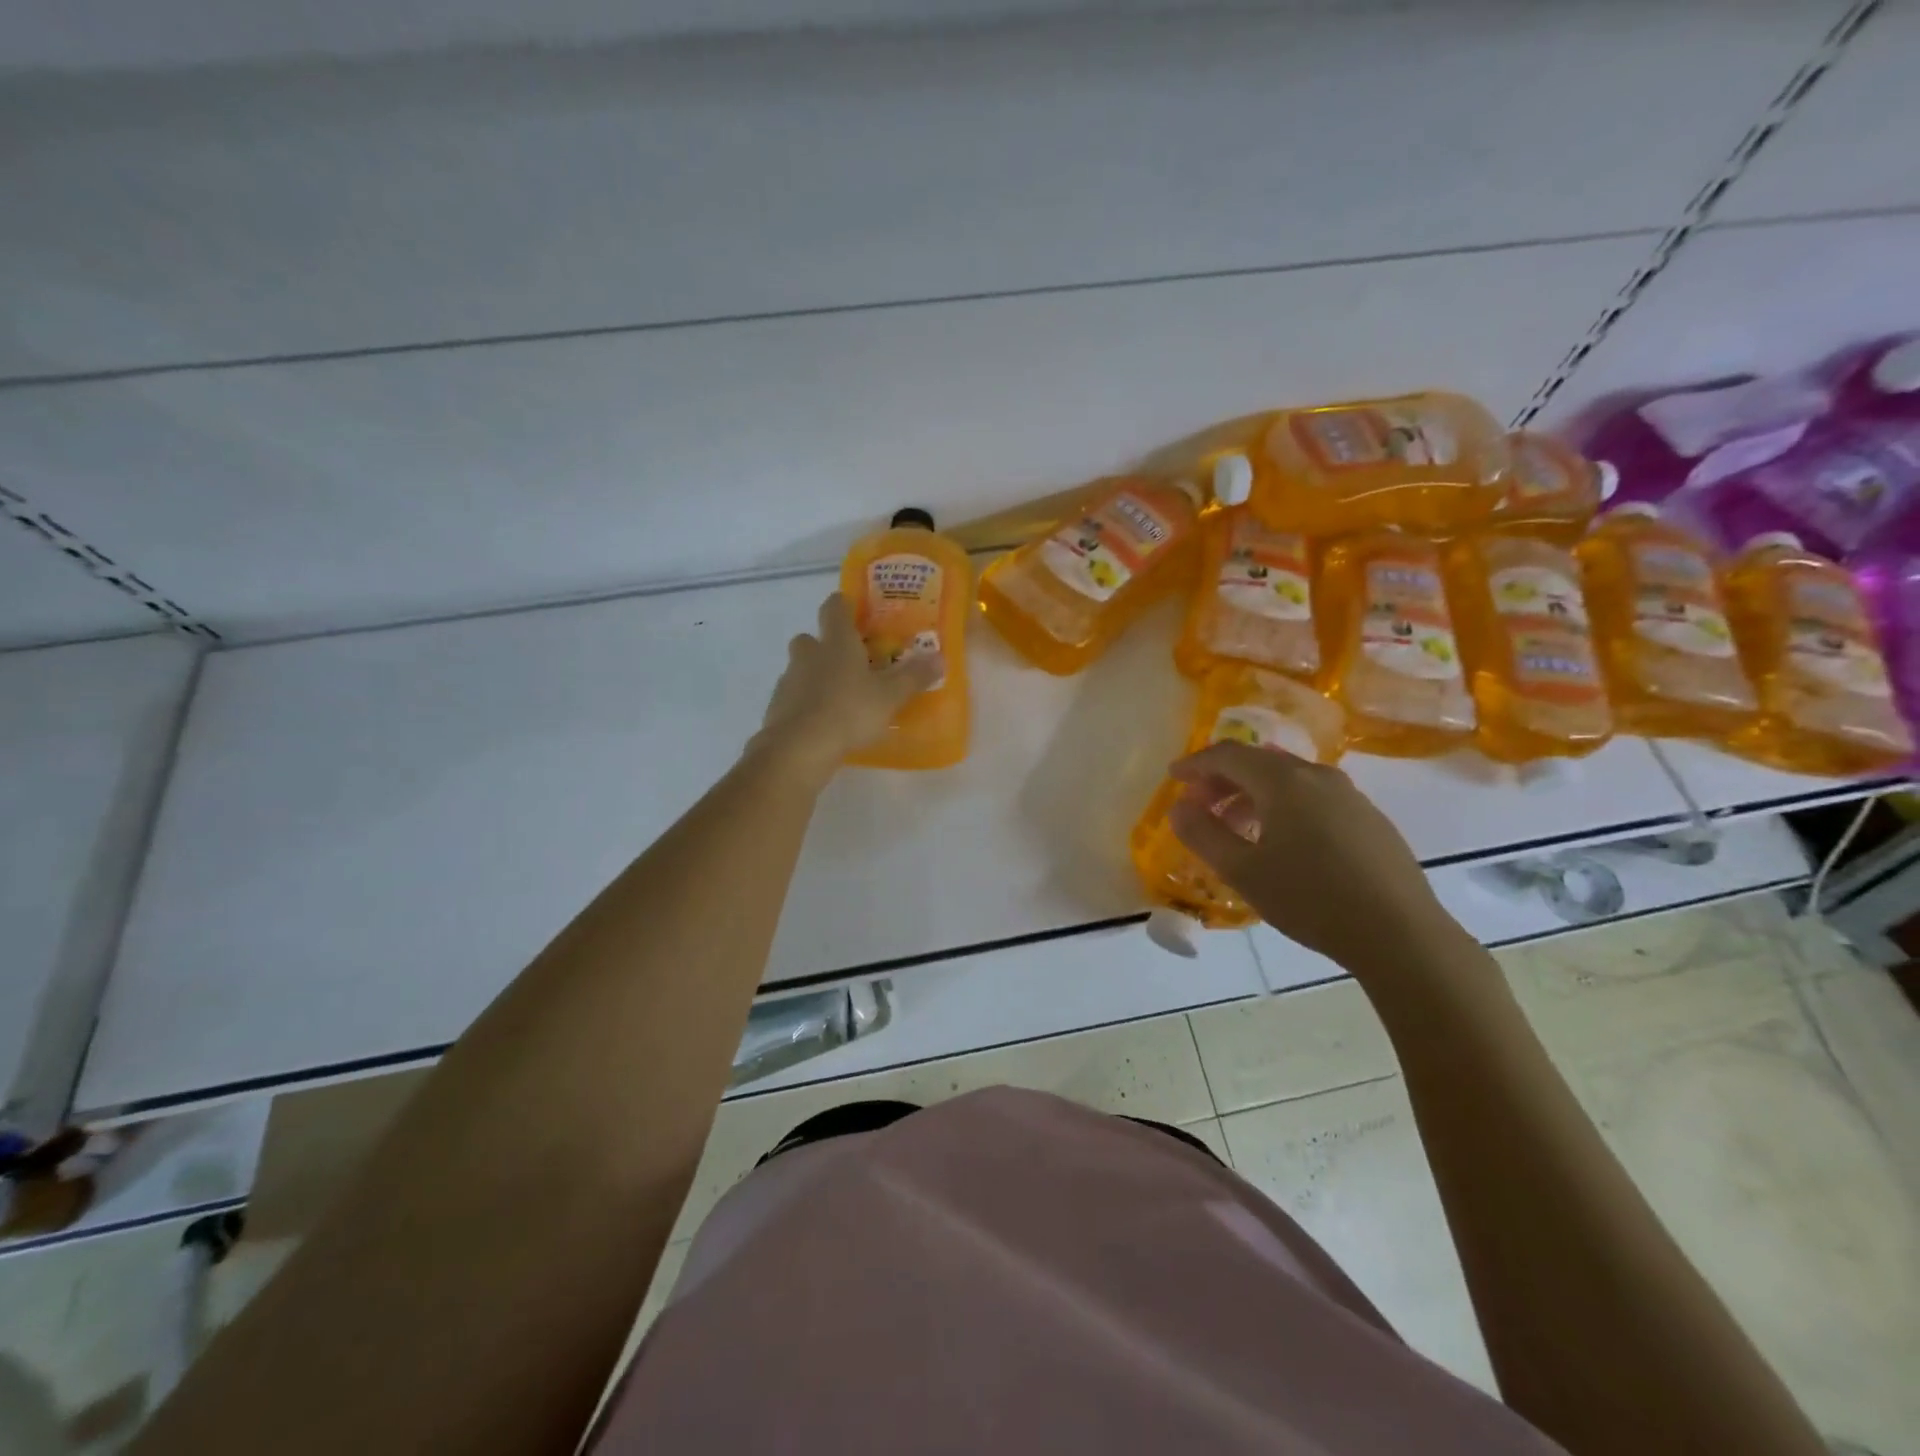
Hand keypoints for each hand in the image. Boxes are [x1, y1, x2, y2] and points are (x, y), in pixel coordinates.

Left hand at [753, 593, 940, 777]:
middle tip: (850, 662)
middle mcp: (809, 653)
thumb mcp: (891, 696)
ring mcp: (789, 680)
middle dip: (826, 646)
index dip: (844, 605)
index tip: (855, 611)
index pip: (834, 607)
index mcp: (837, 642)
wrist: (799, 747)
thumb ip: (914, 676)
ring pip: (801, 668)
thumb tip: (940, 657)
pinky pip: (794, 697)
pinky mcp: (777, 707)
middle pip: (811, 638)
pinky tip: (822, 722)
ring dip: (815, 676)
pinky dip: (806, 703)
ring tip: (839, 697)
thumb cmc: (849, 711)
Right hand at [1167, 741, 1459, 971]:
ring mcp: (1349, 796)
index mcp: (1284, 781)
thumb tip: (1179, 807)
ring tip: (1236, 828)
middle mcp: (1318, 776)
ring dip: (1253, 795)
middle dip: (1223, 780)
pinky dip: (1284, 807)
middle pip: (1259, 763)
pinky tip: (1283, 843)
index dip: (1195, 763)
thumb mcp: (1243, 871)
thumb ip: (1203, 834)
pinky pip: (1313, 798)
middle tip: (1200, 807)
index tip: (1173, 778)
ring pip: (1288, 780)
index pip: (1228, 755)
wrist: (1401, 934)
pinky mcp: (1369, 819)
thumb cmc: (1311, 899)